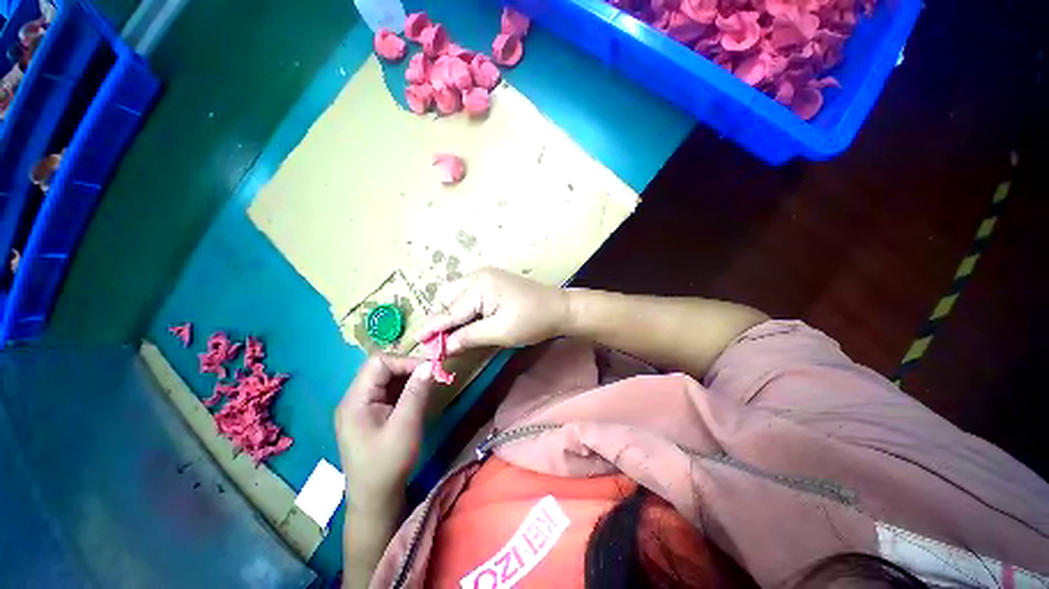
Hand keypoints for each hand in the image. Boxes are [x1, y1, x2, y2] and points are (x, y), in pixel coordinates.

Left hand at [335, 354, 434, 511]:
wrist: (375, 499)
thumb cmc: (388, 463)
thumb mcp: (406, 426)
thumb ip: (417, 392)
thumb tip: (430, 364)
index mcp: (355, 400)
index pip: (379, 363)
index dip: (405, 361)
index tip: (429, 369)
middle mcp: (354, 399)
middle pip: (381, 368)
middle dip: (408, 368)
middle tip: (431, 376)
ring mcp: (361, 407)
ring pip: (386, 379)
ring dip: (408, 378)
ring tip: (428, 384)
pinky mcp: (370, 414)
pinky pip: (388, 391)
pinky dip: (405, 389)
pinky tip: (418, 395)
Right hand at [417, 267, 569, 354]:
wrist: (560, 308)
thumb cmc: (533, 320)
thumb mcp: (500, 332)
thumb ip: (469, 337)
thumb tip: (444, 347)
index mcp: (479, 285)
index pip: (450, 310)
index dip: (433, 327)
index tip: (416, 341)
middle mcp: (477, 276)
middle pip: (448, 298)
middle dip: (441, 318)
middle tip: (439, 341)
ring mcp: (485, 277)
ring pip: (456, 295)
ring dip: (451, 314)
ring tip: (451, 335)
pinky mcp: (491, 282)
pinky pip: (468, 295)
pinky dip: (462, 309)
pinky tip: (465, 323)